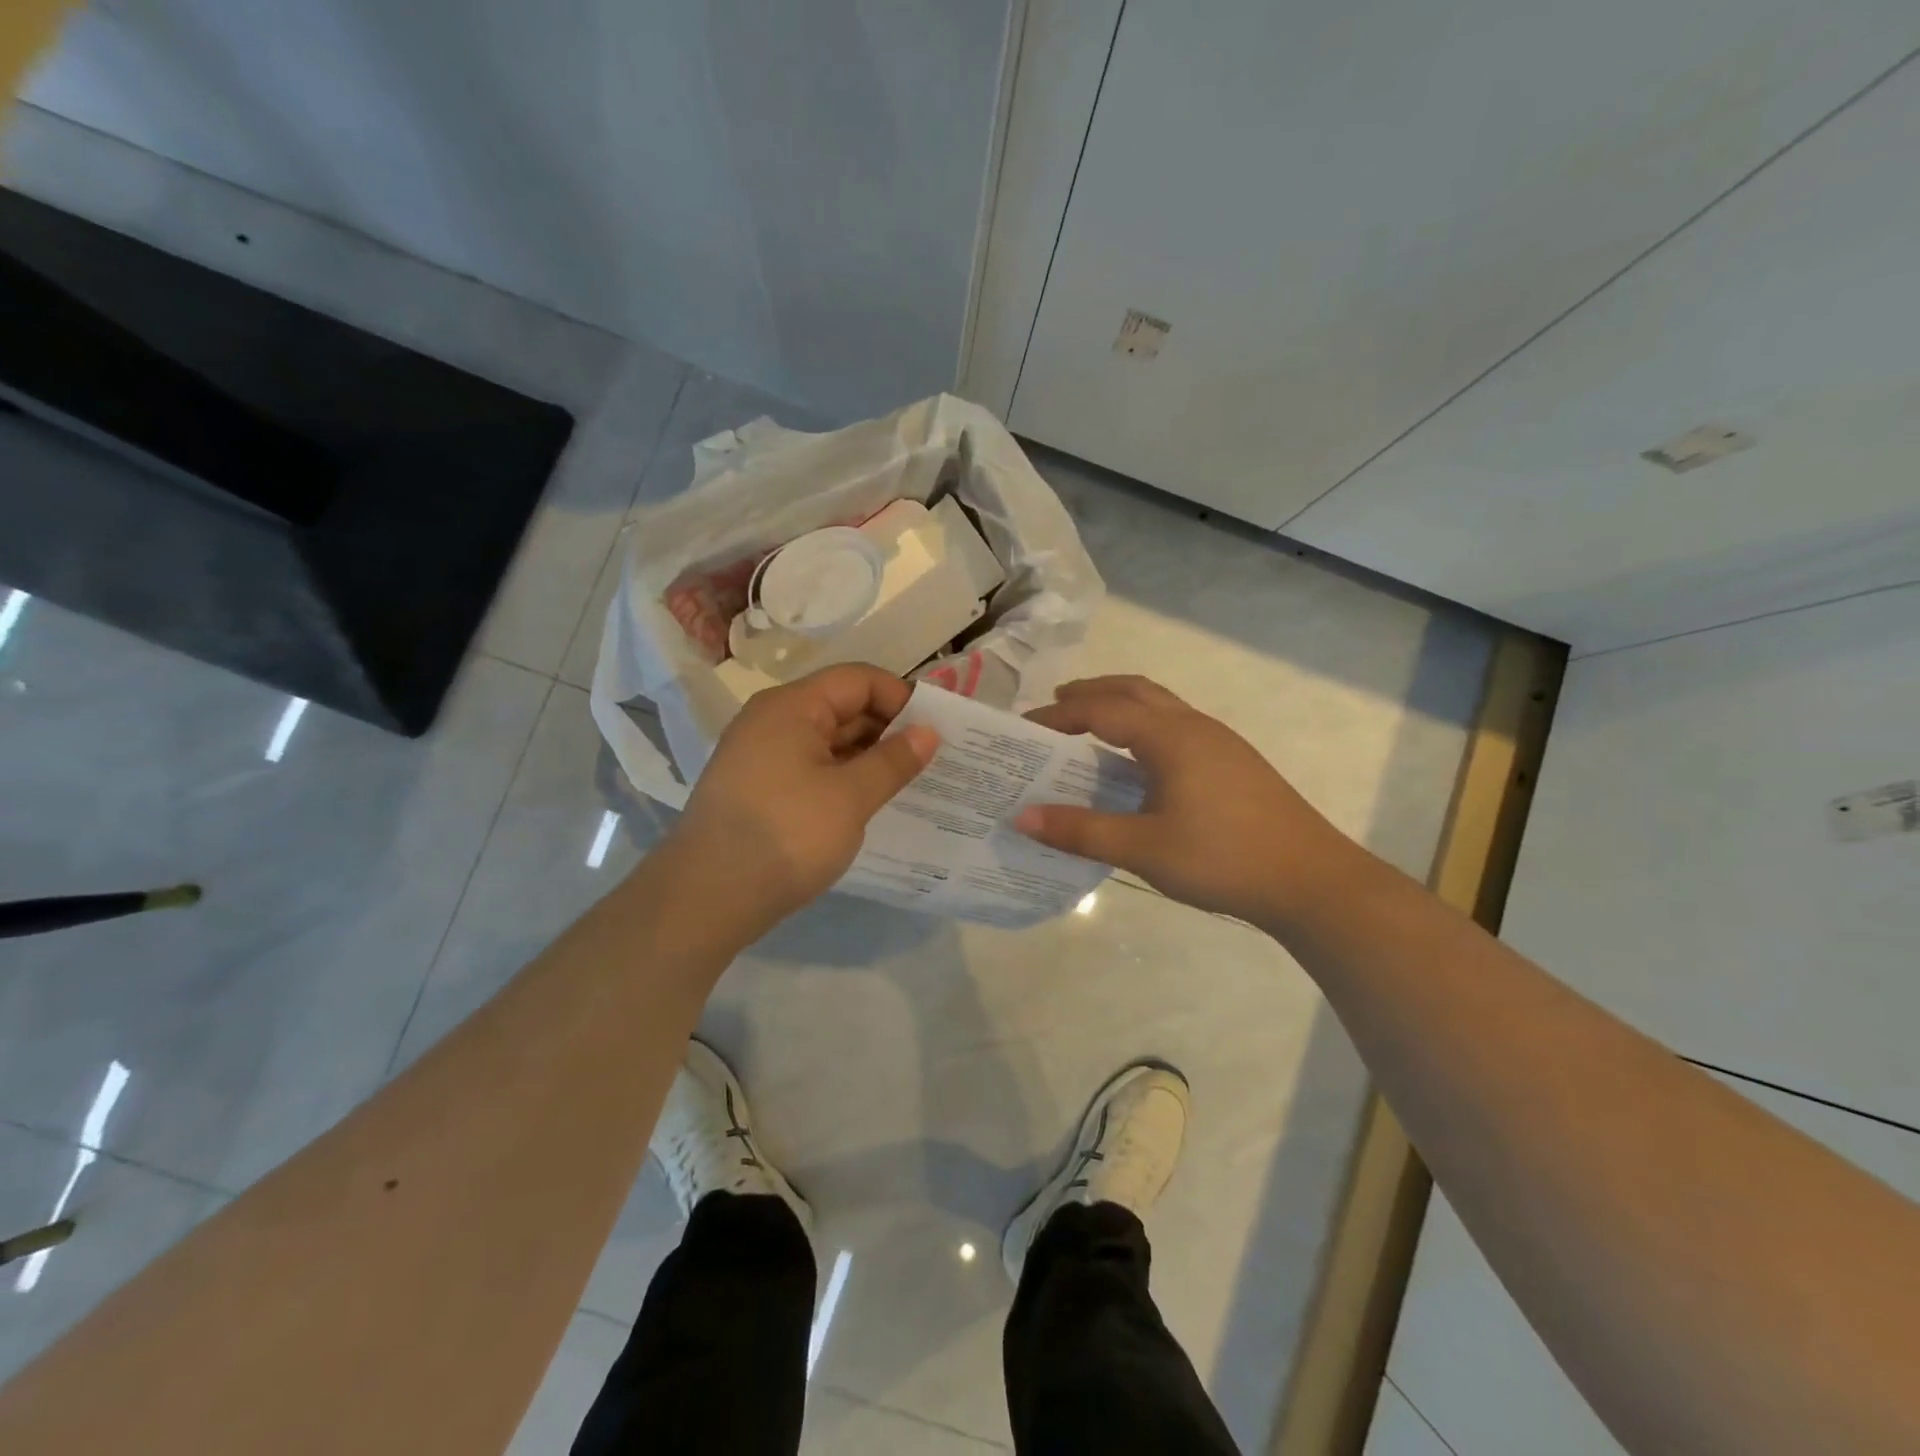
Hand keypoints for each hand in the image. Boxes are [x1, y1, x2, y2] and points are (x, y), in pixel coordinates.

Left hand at [668, 665, 938, 931]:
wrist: (707, 897)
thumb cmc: (786, 835)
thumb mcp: (850, 797)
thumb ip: (893, 761)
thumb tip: (928, 732)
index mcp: (791, 706)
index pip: (858, 680)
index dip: (901, 697)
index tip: (936, 729)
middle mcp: (772, 720)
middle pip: (841, 707)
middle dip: (888, 729)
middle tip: (932, 760)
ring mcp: (761, 756)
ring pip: (827, 741)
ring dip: (867, 757)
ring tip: (909, 783)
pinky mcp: (758, 789)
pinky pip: (811, 768)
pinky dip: (842, 778)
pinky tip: (869, 802)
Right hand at [1015, 676, 1363, 927]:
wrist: (1312, 881)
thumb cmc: (1223, 859)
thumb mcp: (1144, 848)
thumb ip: (1081, 831)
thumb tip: (1022, 816)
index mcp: (1170, 736)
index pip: (1102, 709)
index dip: (1059, 716)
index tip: (1025, 729)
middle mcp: (1195, 726)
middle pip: (1135, 690)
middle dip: (1092, 692)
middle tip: (1055, 706)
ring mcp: (1220, 742)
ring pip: (1161, 706)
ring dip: (1121, 706)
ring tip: (1090, 728)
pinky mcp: (1234, 763)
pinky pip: (1177, 727)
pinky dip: (1144, 727)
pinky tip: (1139, 764)